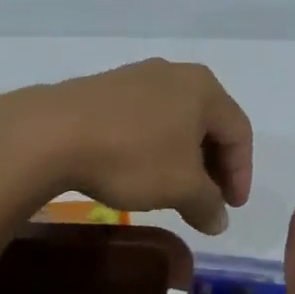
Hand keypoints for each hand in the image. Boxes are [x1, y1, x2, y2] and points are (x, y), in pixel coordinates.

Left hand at [0, 59, 252, 234]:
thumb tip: (218, 219)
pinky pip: (144, 120)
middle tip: (206, 201)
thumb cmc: (132, 155)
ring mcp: (136, 77)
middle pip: (208, 124)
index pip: (239, 132)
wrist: (52, 133)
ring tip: (173, 191)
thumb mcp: (181, 187)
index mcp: (204, 88)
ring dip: (182, 159)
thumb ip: (208, 203)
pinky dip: (152, 148)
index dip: (241, 174)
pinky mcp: (105, 89)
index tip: (230, 209)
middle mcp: (174, 74)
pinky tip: (138, 172)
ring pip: (175, 122)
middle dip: (212, 167)